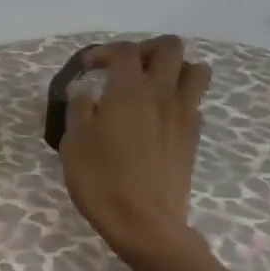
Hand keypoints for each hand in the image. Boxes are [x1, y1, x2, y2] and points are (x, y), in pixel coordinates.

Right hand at [58, 37, 210, 266]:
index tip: (87, 68)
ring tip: (152, 87)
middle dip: (146, 50)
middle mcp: (162, 94)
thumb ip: (78, 109)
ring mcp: (183, 115)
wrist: (144, 223)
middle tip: (125, 69)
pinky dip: (180, 99)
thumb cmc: (101, 181)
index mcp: (129, 91)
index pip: (124, 51)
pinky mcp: (193, 137)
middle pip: (170, 48)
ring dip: (175, 69)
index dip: (104, 52)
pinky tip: (158, 118)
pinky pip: (195, 102)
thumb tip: (84, 89)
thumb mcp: (74, 144)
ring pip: (195, 70)